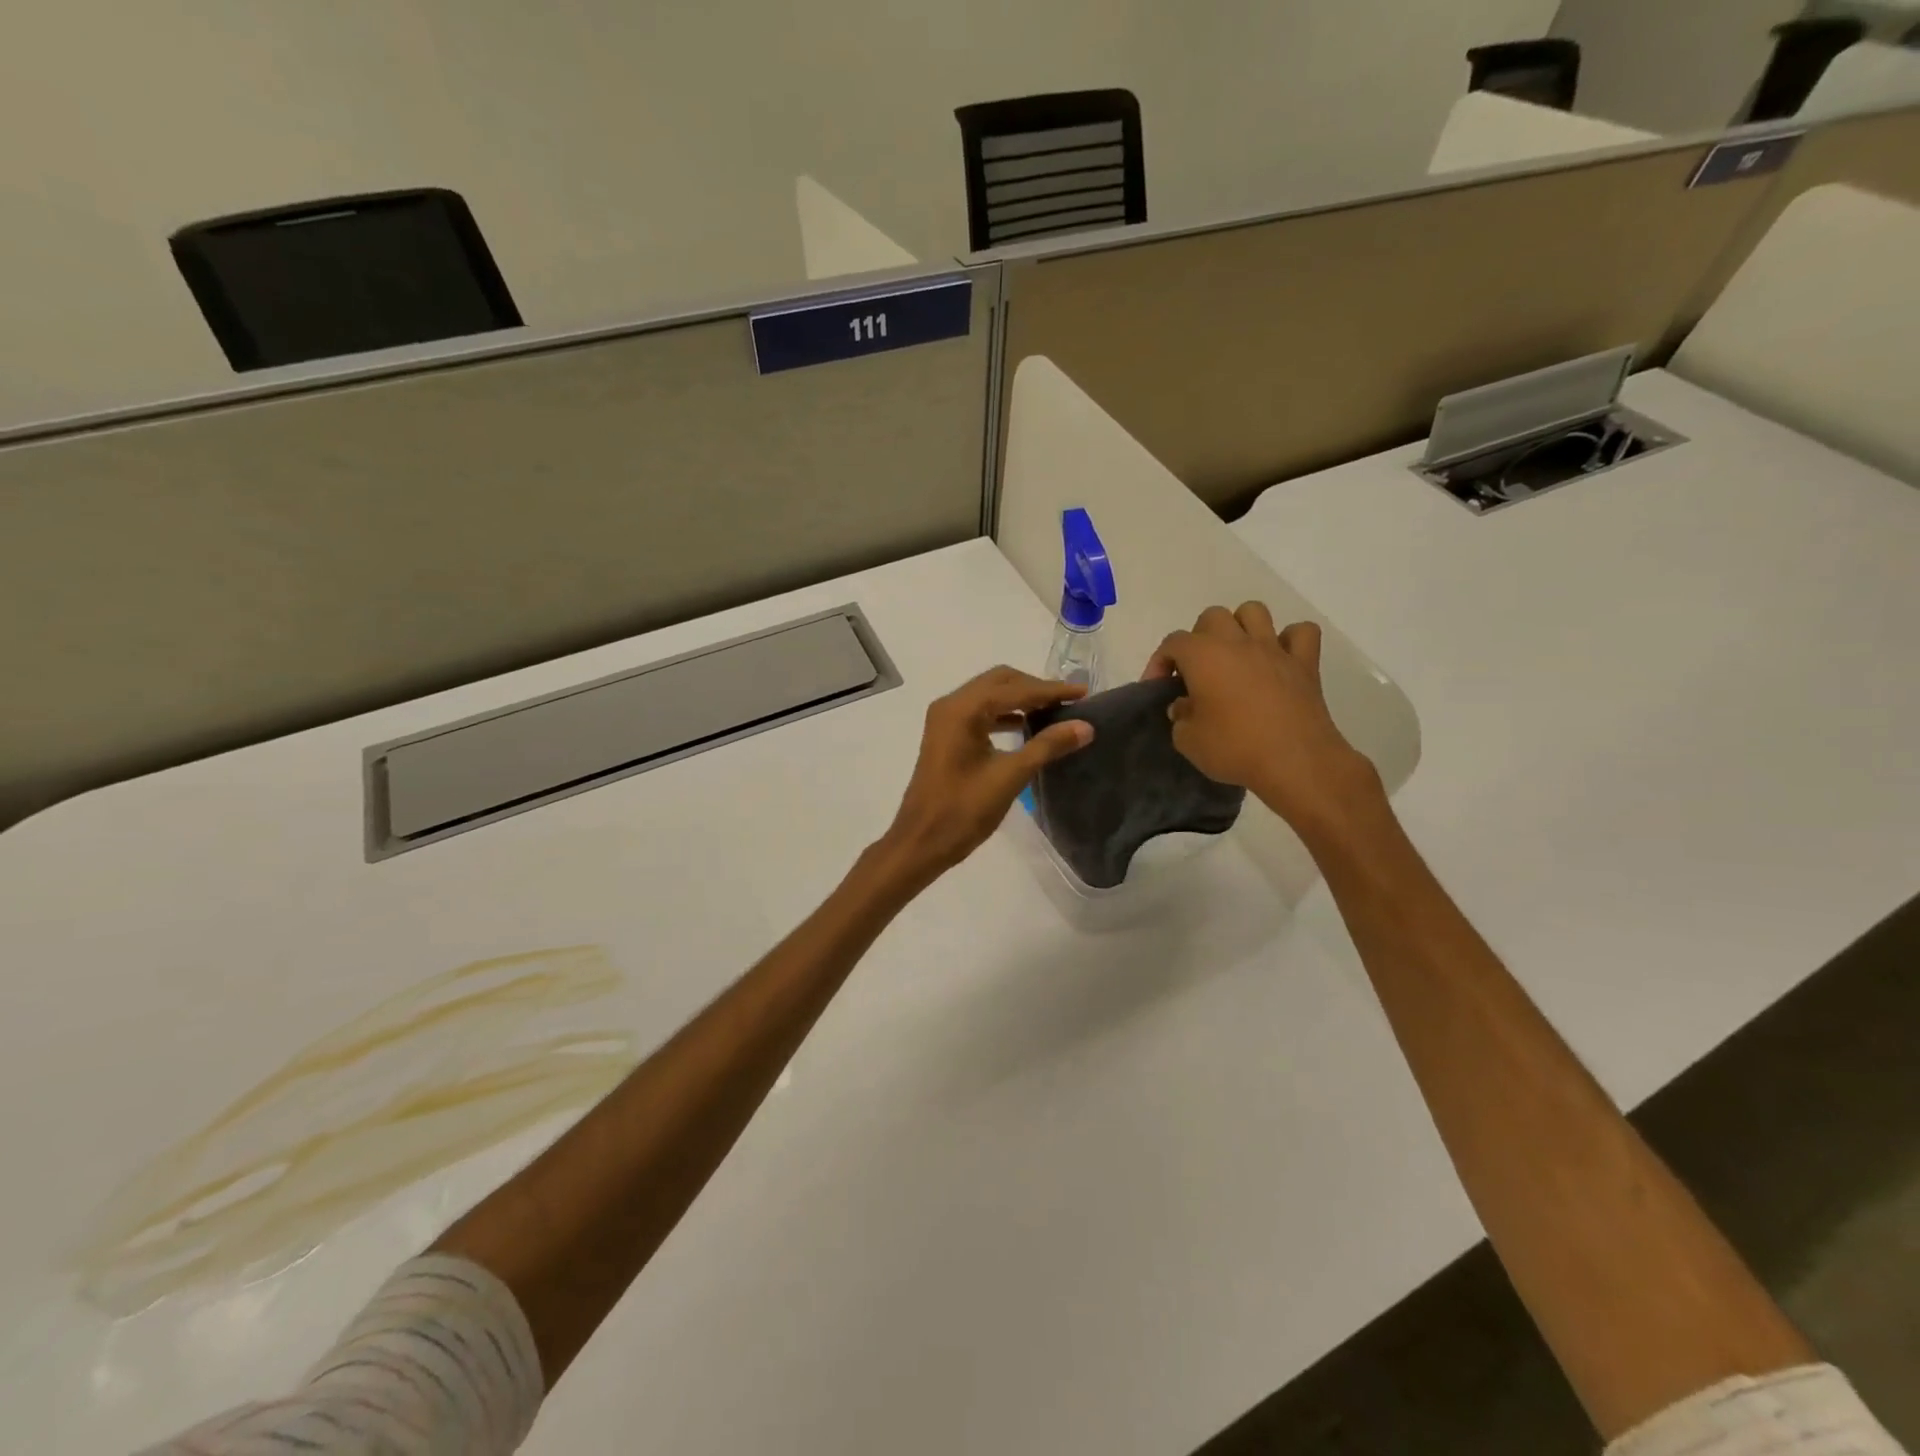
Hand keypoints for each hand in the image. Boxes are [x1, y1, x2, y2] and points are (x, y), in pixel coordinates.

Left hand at [880, 667, 1093, 885]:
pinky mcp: (946, 736)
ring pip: (990, 695)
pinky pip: (980, 712)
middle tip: (1070, 702)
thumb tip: (1085, 726)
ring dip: (1021, 699)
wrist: (921, 842)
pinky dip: (1005, 714)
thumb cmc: (963, 811)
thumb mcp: (1010, 777)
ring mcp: (945, 720)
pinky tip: (1027, 727)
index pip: (1016, 688)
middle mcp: (951, 705)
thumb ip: (1047, 746)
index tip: (1084, 693)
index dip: (1052, 690)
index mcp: (963, 709)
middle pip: (1000, 681)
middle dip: (1036, 688)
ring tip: (1055, 713)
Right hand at [1144, 603, 1379, 832]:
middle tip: (1198, 670)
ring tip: (1235, 656)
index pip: (1173, 643)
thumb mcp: (1188, 740)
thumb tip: (1185, 706)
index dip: (1160, 662)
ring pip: (1254, 611)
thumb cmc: (1234, 749)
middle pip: (1212, 617)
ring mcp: (1274, 649)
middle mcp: (1237, 642)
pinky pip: (1301, 633)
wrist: (1294, 762)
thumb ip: (1180, 717)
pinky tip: (1279, 659)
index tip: (1159, 688)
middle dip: (1199, 638)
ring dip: (1240, 627)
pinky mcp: (1305, 664)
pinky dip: (1289, 640)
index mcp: (1203, 656)